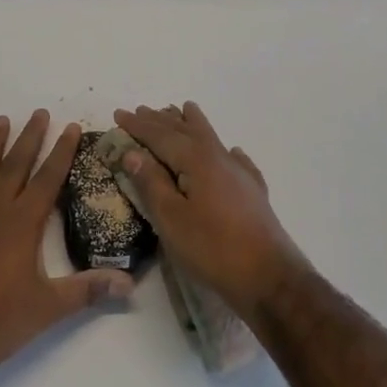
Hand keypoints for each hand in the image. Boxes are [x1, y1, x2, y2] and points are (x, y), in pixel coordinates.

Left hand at [0, 111, 133, 374]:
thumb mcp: (48, 308)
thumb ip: (88, 290)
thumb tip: (129, 283)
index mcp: (22, 225)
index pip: (47, 180)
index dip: (61, 152)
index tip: (70, 126)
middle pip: (15, 167)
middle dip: (30, 139)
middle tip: (39, 113)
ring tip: (2, 120)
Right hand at [111, 103, 309, 317]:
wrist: (268, 277)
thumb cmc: (212, 248)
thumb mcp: (170, 218)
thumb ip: (151, 183)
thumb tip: (133, 152)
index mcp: (196, 159)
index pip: (160, 135)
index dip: (138, 125)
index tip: (118, 114)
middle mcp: (219, 157)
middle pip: (186, 131)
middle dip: (161, 120)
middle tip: (142, 109)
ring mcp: (240, 173)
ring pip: (211, 139)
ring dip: (192, 125)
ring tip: (183, 110)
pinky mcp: (253, 192)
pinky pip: (236, 160)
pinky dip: (225, 150)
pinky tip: (231, 151)